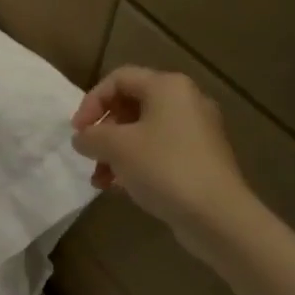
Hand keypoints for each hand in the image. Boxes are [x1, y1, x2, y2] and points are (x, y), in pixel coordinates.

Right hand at [70, 66, 255, 257]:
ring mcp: (197, 132)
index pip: (119, 78)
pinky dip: (135, 164)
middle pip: (131, 105)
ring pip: (143, 132)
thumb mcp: (116, 147)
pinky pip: (159, 152)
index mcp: (168, 87)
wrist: (217, 215)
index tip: (78, 131)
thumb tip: (82, 138)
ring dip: (115, 152)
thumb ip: (91, 136)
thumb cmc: (163, 168)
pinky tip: (119, 188)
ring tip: (100, 179)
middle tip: (89, 153)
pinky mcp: (200, 159)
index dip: (91, 101)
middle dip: (104, 130)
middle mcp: (186, 102)